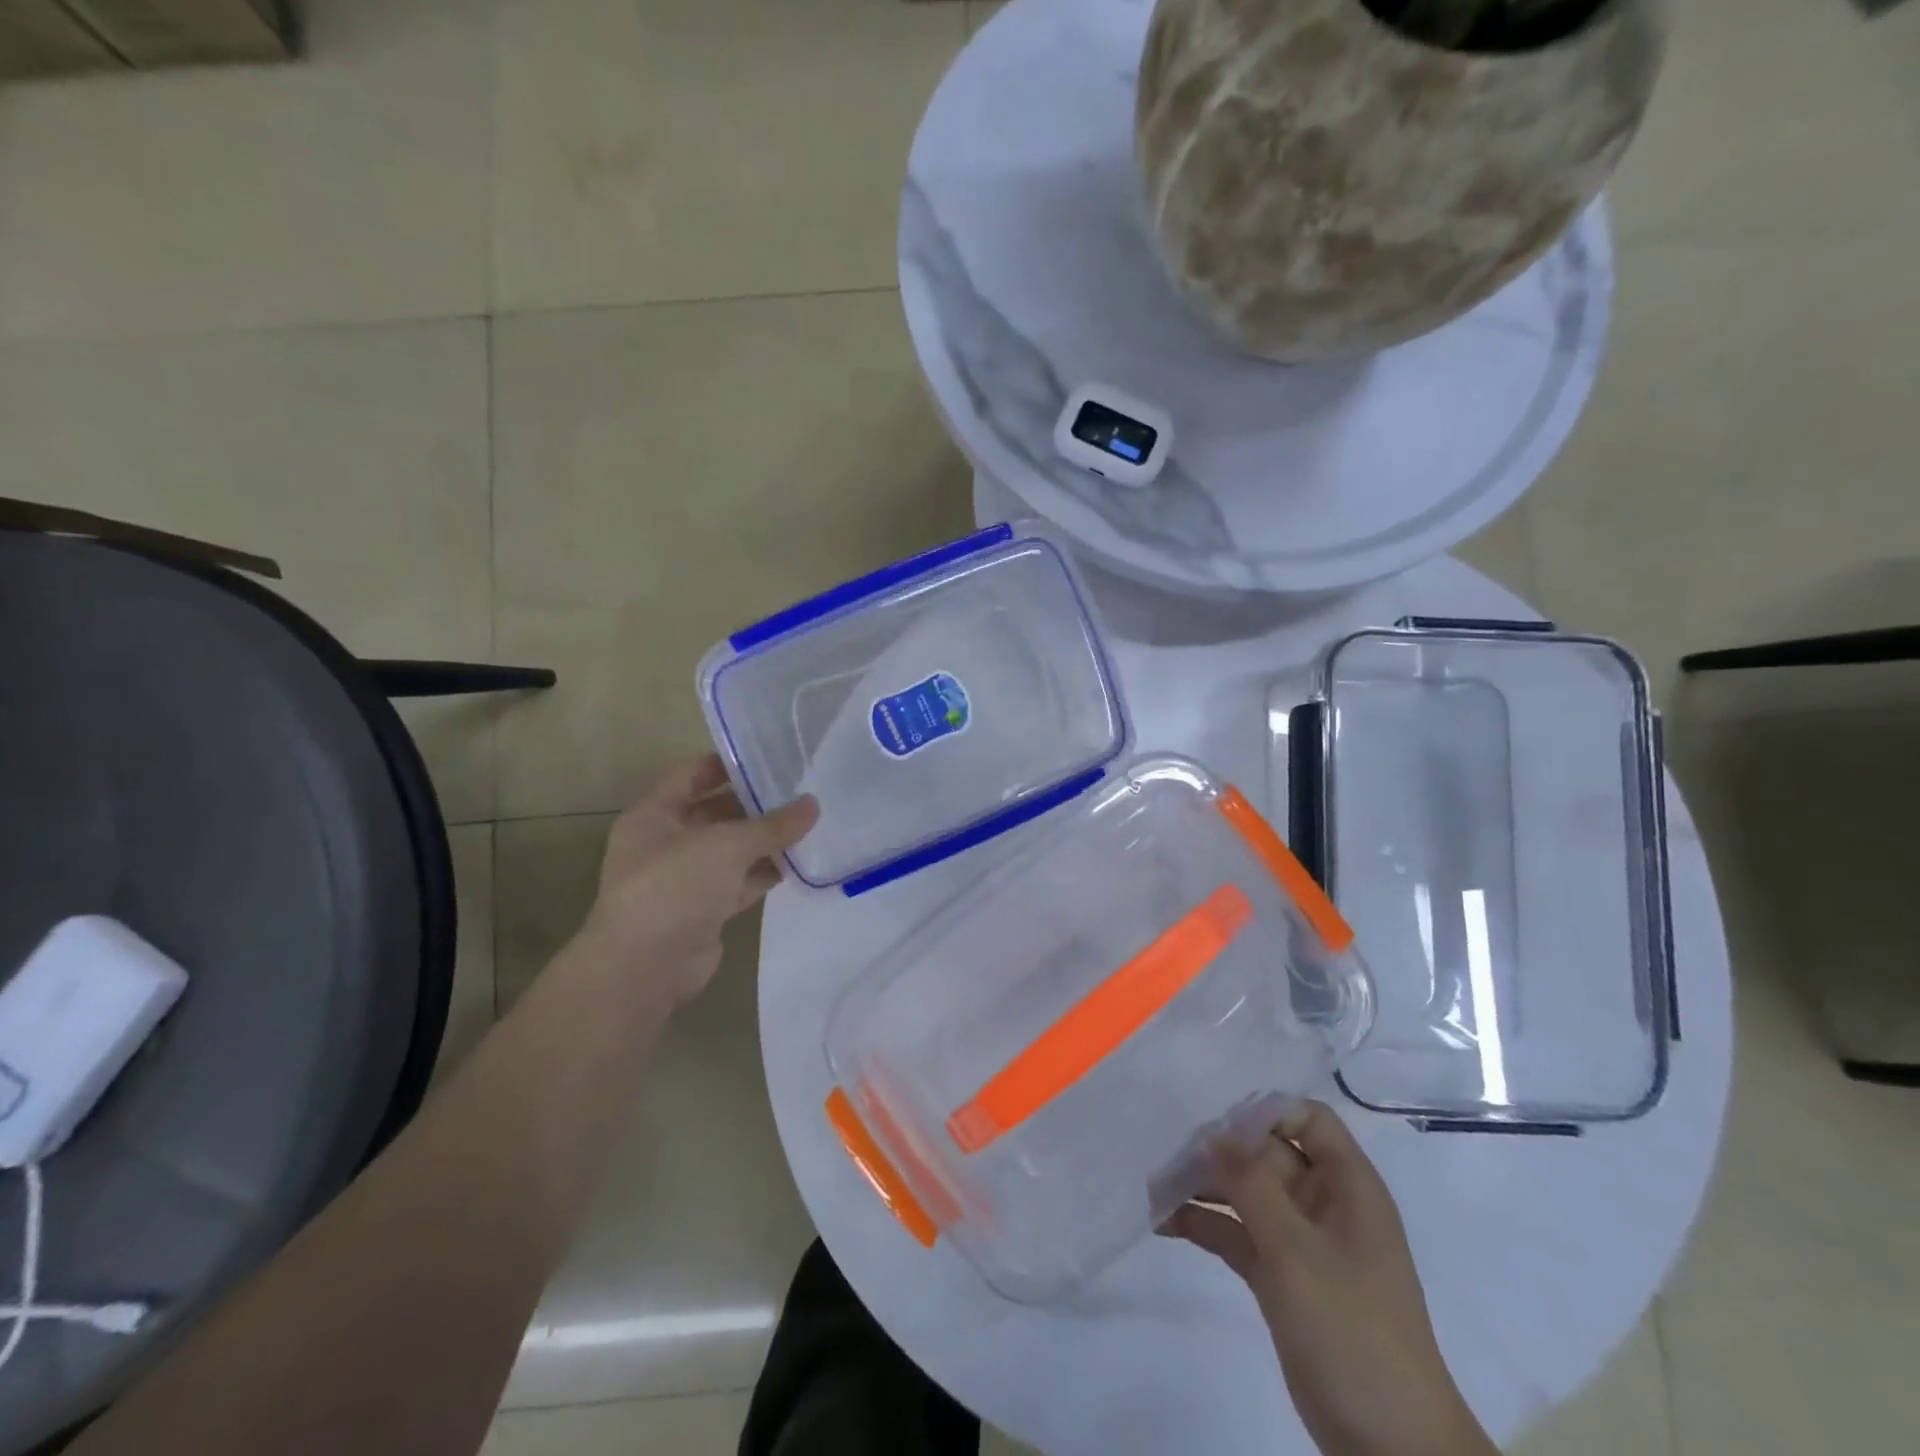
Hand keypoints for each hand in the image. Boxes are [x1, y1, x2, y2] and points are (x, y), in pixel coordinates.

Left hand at [579, 755, 817, 1008]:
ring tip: (807, 825)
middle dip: (753, 804)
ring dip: (762, 842)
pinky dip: (762, 874)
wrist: (645, 967)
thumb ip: (772, 825)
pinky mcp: (702, 911)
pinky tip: (797, 864)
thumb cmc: (675, 886)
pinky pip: (738, 883)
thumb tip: (813, 805)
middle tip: (799, 791)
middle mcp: (664, 843)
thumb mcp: (728, 844)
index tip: (770, 757)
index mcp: (653, 815)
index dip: (728, 764)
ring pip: (729, 851)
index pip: (692, 775)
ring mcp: (683, 880)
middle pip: (714, 813)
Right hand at [1161, 1102, 1495, 1455]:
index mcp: (1347, 1187)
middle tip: (1165, 1151)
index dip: (1266, 1111)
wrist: (1392, 1449)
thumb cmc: (1352, 1330)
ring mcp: (1302, 1243)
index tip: (1216, 1121)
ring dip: (1205, 1187)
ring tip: (1154, 1187)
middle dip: (1219, 1150)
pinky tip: (1165, 1223)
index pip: (1308, 1120)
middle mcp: (1325, 1204)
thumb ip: (1252, 1183)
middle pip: (1267, 1153)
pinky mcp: (1282, 1278)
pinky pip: (1239, 1235)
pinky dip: (1206, 1225)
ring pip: (1248, 1194)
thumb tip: (1216, 1131)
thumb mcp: (1297, 1250)